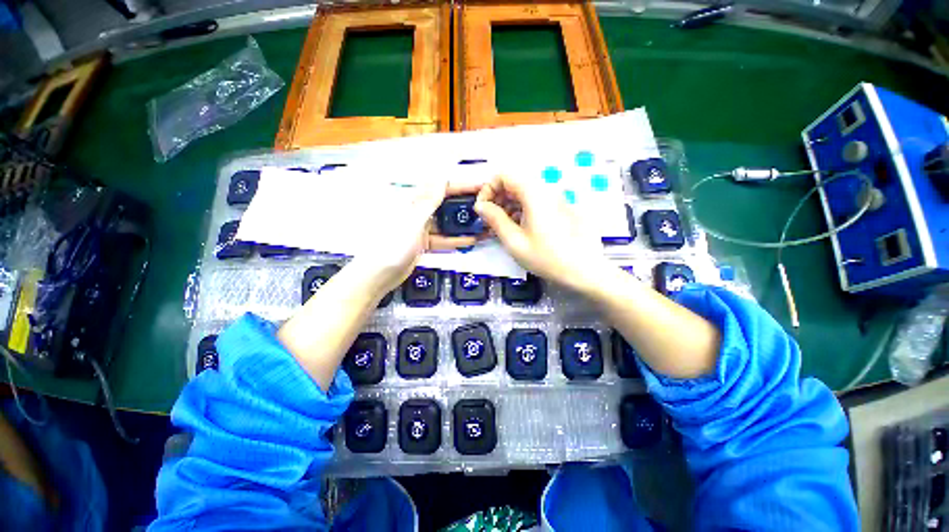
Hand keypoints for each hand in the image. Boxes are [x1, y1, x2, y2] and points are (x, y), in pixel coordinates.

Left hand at [350, 181, 485, 293]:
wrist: (378, 275)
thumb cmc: (392, 246)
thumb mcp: (412, 222)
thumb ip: (428, 202)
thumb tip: (441, 178)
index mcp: (413, 203)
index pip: (442, 189)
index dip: (462, 186)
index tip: (481, 186)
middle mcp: (418, 212)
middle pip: (446, 204)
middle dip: (465, 204)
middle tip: (488, 205)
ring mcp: (421, 229)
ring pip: (446, 222)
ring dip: (463, 224)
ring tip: (484, 223)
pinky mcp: (424, 244)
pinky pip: (443, 239)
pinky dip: (455, 240)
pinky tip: (472, 240)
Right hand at [474, 174, 611, 292]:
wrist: (584, 270)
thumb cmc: (546, 258)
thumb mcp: (514, 241)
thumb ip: (495, 219)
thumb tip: (480, 205)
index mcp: (533, 194)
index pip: (504, 175)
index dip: (488, 188)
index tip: (483, 209)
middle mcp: (546, 190)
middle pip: (515, 182)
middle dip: (497, 198)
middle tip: (490, 220)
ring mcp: (555, 199)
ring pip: (525, 192)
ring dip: (509, 205)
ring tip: (503, 227)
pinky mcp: (560, 208)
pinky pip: (536, 201)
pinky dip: (522, 210)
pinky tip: (519, 228)